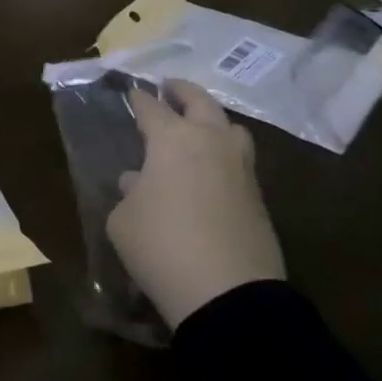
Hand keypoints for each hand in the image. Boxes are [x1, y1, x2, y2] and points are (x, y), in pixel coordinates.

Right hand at [106, 79, 286, 327]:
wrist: (227, 292)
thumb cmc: (160, 245)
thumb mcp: (123, 221)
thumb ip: (128, 193)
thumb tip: (137, 181)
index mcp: (172, 139)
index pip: (151, 108)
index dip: (138, 98)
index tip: (131, 90)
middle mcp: (211, 141)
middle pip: (200, 102)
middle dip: (182, 91)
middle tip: (170, 87)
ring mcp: (241, 167)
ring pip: (230, 127)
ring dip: (212, 120)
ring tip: (198, 128)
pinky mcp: (258, 196)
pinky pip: (239, 160)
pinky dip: (223, 154)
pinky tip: (210, 171)